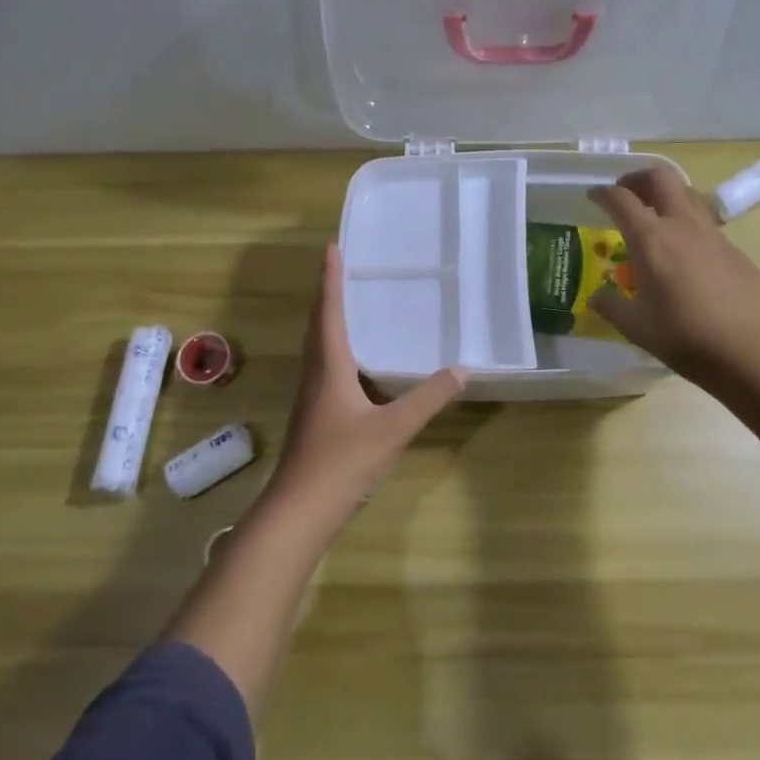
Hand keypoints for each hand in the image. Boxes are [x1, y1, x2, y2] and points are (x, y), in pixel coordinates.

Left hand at [268, 244, 466, 527]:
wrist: (299, 512)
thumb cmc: (341, 462)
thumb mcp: (392, 428)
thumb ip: (427, 398)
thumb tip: (461, 369)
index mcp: (329, 367)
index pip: (329, 312)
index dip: (330, 279)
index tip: (331, 248)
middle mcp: (316, 375)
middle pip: (319, 326)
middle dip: (329, 295)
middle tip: (342, 268)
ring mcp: (312, 399)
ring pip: (321, 349)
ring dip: (332, 323)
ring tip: (351, 306)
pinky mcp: (316, 418)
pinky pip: (327, 370)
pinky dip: (340, 353)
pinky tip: (360, 367)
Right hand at [587, 166, 759, 388]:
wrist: (752, 350)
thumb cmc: (685, 338)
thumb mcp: (637, 328)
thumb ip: (612, 307)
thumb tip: (596, 298)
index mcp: (651, 240)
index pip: (621, 199)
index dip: (603, 193)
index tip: (593, 196)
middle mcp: (681, 226)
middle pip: (661, 177)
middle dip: (638, 178)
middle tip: (625, 194)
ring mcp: (712, 234)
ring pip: (687, 193)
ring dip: (666, 194)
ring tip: (653, 216)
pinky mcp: (733, 248)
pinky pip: (704, 220)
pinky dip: (686, 220)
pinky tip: (683, 250)